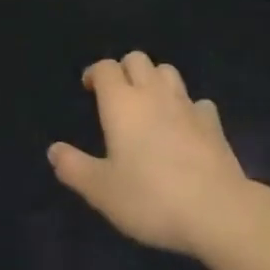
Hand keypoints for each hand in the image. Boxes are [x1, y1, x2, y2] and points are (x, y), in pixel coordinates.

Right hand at [48, 52, 250, 256]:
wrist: (216, 210)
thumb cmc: (150, 198)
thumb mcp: (101, 191)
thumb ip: (74, 168)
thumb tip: (53, 150)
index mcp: (122, 104)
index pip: (106, 68)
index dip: (95, 73)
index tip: (88, 89)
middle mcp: (153, 94)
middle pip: (138, 59)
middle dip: (125, 69)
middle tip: (117, 96)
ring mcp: (187, 105)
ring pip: (168, 72)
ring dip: (155, 79)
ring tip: (149, 105)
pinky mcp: (213, 123)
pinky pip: (197, 101)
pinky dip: (187, 107)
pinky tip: (184, 127)